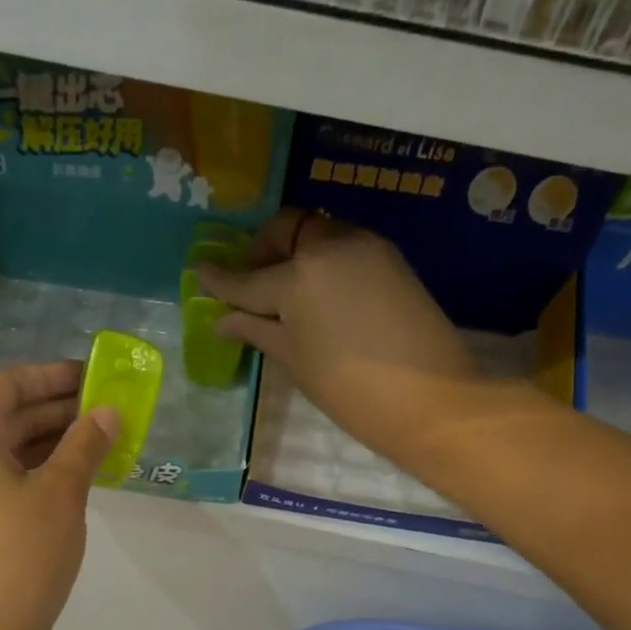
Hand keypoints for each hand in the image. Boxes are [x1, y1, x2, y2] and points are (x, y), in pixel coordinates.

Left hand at [0, 362, 115, 629]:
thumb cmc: (20, 556)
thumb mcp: (62, 494)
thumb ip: (85, 444)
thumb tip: (108, 412)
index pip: (6, 384)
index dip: (52, 376)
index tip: (92, 376)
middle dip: (51, 409)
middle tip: (101, 410)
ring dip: (40, 442)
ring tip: (91, 443)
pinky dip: (24, 471)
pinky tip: (61, 480)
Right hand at [198, 208, 479, 465]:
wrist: (430, 398)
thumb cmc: (349, 389)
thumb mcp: (294, 359)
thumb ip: (256, 329)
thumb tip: (222, 319)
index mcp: (297, 276)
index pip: (247, 277)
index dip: (220, 278)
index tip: (200, 270)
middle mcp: (329, 246)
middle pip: (286, 231)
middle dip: (262, 249)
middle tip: (253, 282)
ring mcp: (365, 246)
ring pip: (318, 233)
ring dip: (295, 252)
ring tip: (288, 292)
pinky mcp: (391, 258)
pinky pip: (344, 247)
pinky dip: (323, 260)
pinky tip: (321, 294)